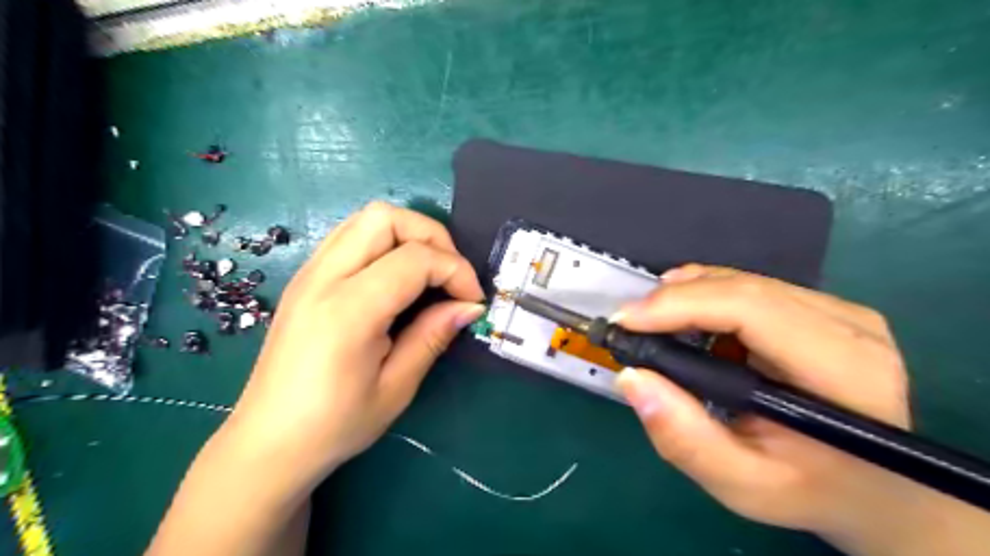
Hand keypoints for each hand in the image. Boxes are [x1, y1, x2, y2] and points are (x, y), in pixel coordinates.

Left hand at [226, 205, 485, 486]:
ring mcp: (309, 272)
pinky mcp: (306, 277)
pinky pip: (351, 235)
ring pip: (367, 219)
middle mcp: (323, 278)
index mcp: (347, 311)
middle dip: (432, 237)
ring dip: (408, 235)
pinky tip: (396, 279)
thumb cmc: (334, 425)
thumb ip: (433, 336)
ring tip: (428, 274)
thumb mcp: (396, 388)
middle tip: (450, 276)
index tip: (473, 301)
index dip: (456, 271)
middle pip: (386, 217)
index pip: (415, 258)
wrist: (267, 442)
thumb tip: (470, 306)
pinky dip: (385, 242)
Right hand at [617, 266, 985, 554]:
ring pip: (745, 280)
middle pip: (744, 288)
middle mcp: (851, 327)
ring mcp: (842, 311)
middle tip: (629, 322)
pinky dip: (708, 294)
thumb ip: (685, 440)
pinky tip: (686, 314)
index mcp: (844, 371)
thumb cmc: (811, 490)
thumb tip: (631, 378)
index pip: (751, 309)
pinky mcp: (826, 309)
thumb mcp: (743, 486)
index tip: (626, 321)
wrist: (879, 488)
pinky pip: (753, 286)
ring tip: (650, 319)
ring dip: (688, 294)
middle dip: (675, 299)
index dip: (681, 306)